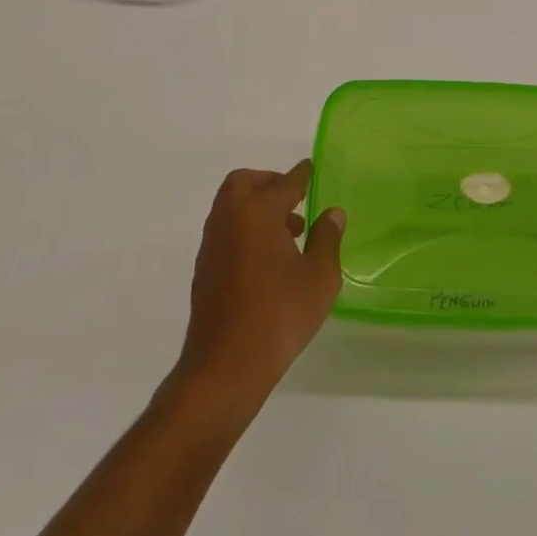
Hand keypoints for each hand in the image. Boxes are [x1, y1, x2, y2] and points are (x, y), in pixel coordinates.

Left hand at [172, 160, 344, 416]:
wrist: (225, 367)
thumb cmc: (279, 315)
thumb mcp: (319, 277)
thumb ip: (327, 239)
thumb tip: (331, 213)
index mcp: (258, 212)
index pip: (284, 183)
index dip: (300, 175)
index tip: (309, 168)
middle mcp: (230, 219)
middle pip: (244, 183)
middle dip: (269, 183)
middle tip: (294, 199)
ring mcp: (213, 244)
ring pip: (232, 207)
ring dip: (257, 208)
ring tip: (290, 233)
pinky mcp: (205, 269)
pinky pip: (227, 230)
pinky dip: (246, 228)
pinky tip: (268, 258)